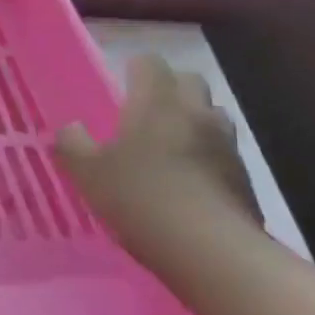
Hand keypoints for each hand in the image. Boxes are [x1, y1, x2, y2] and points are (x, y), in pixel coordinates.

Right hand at [54, 55, 262, 264]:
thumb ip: (72, 144)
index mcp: (156, 101)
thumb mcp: (88, 173)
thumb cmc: (141, 199)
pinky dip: (207, 156)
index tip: (119, 87)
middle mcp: (195, 112)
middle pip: (188, 81)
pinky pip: (223, 151)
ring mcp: (226, 144)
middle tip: (143, 114)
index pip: (149, 62)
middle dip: (169, 89)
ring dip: (192, 121)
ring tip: (168, 148)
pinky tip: (187, 183)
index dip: (133, 70)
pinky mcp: (245, 177)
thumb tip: (70, 129)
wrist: (212, 252)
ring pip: (211, 114)